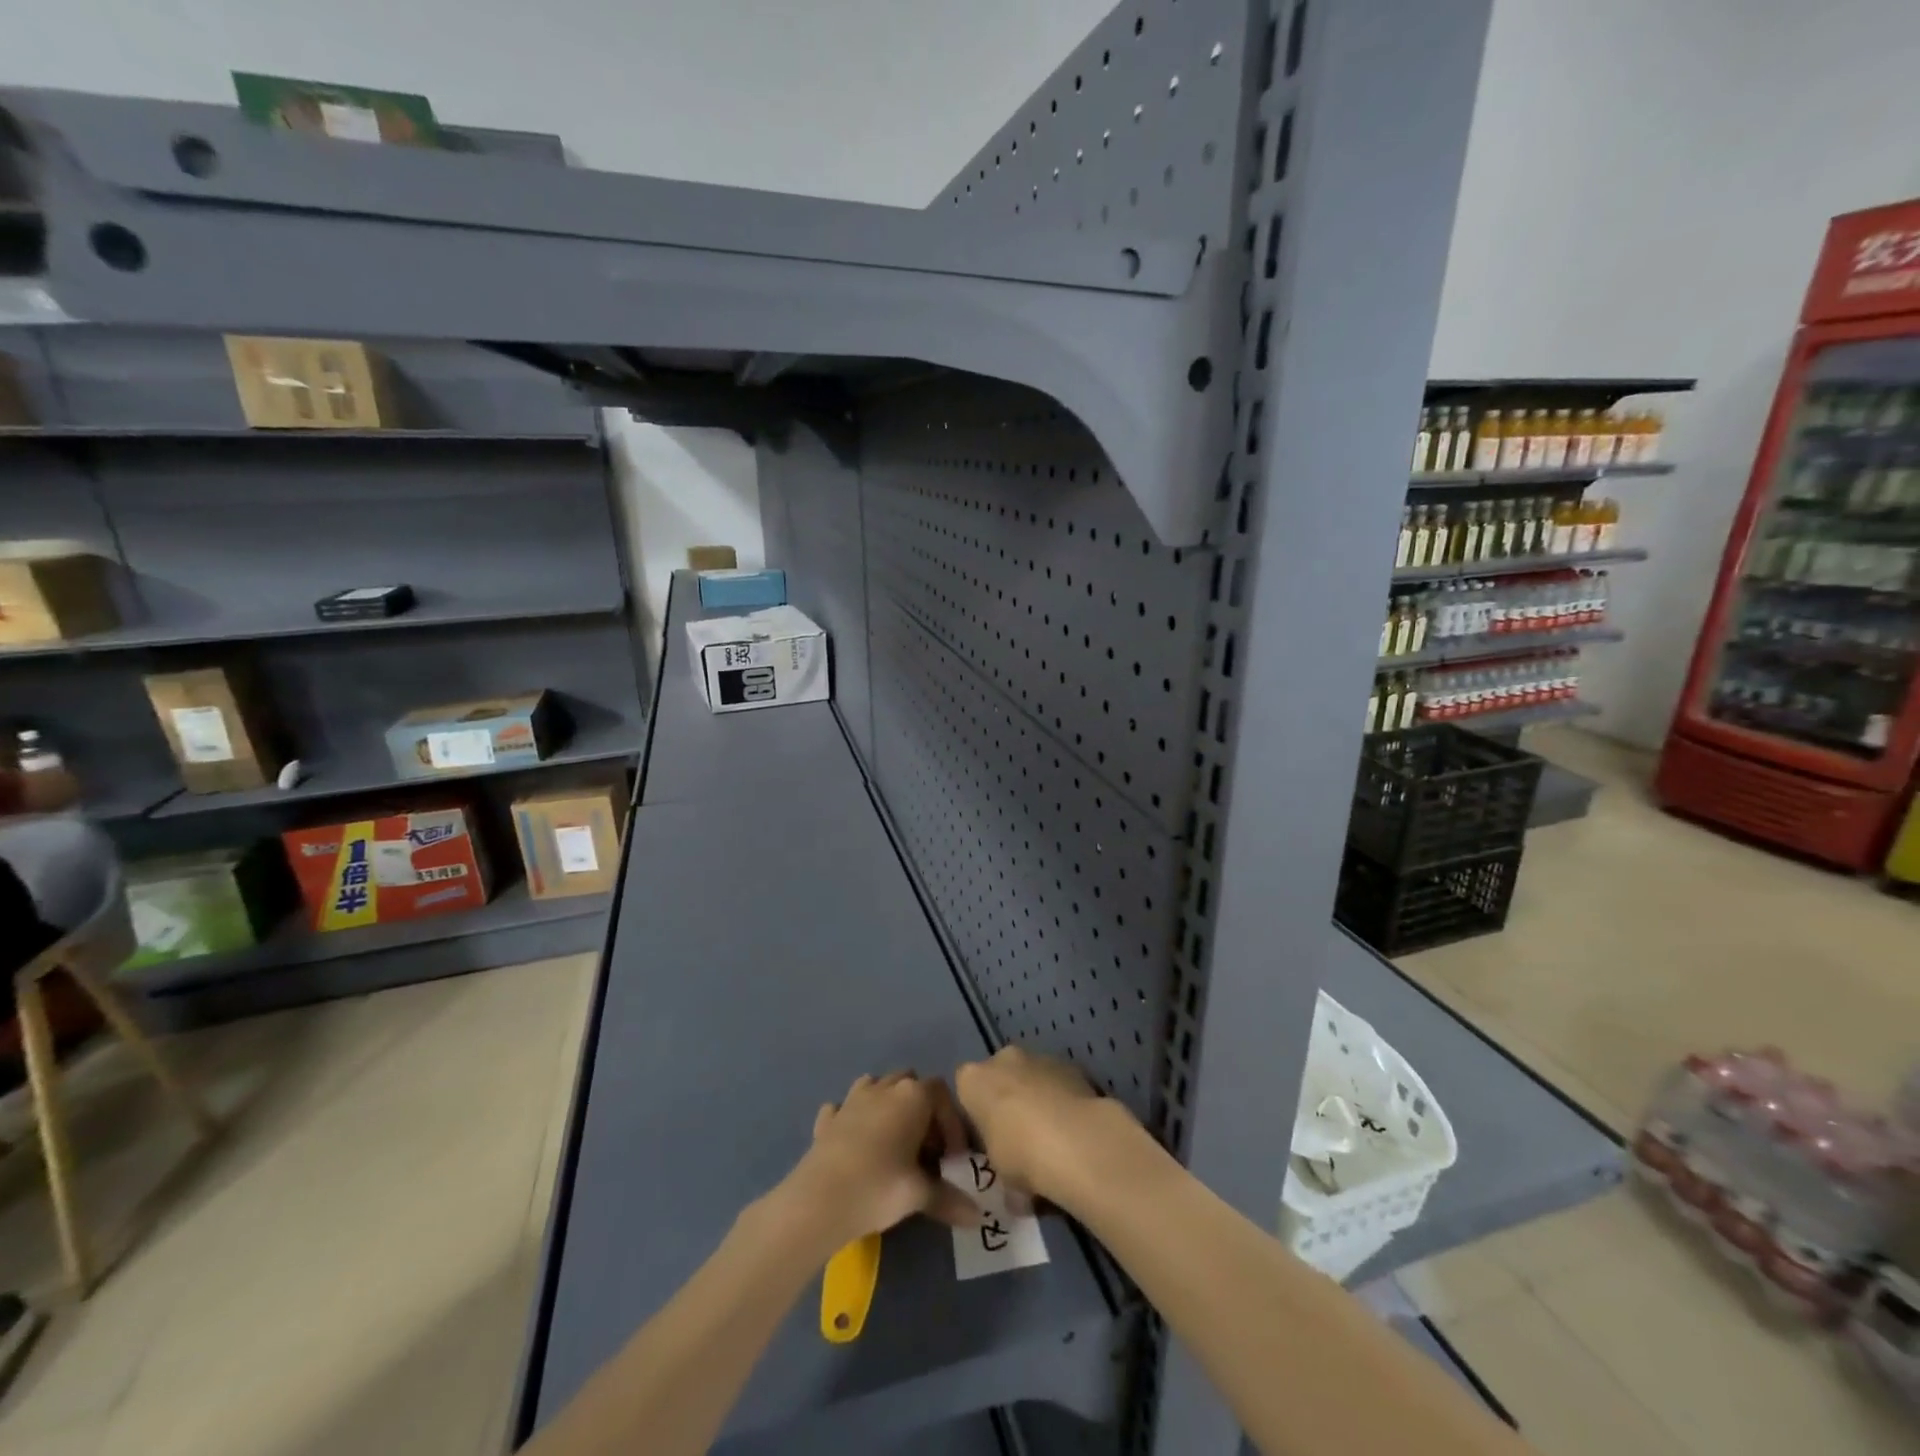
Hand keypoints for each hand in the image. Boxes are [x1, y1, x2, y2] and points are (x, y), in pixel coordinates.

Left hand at [779, 1073, 981, 1248]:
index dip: (951, 1122)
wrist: (819, 1199)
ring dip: (887, 1105)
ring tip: (892, 1142)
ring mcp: (852, 1099)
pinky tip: (854, 1143)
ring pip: (876, 1086)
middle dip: (921, 1110)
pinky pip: (844, 1108)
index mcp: (912, 1096)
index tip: (952, 1158)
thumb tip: (978, 1217)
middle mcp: (884, 1088)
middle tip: (925, 1150)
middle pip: (910, 1083)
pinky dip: (852, 1119)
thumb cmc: (879, 1187)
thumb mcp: (919, 1194)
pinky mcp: (828, 1118)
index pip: (942, 1094)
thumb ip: (949, 1199)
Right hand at [956, 1046, 1144, 1207]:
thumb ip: (1002, 1173)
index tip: (990, 1143)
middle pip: (1000, 1078)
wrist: (1075, 1139)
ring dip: (1038, 1100)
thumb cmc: (1020, 1154)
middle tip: (1021, 1141)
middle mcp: (1002, 1059)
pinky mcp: (1070, 1064)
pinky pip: (1059, 1083)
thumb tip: (1016, 1194)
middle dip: (1009, 1102)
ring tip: (1055, 1141)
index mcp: (972, 1080)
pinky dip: (1063, 1101)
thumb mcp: (1000, 1175)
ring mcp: (1038, 1057)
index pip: (966, 1091)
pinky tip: (1075, 1132)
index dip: (977, 1117)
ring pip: (1031, 1077)